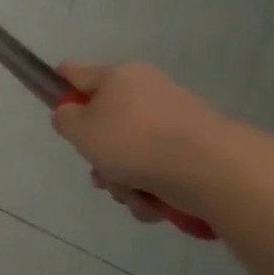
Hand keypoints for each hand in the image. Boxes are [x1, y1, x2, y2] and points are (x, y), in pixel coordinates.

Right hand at [50, 62, 236, 223]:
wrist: (214, 170)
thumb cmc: (134, 142)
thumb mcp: (79, 129)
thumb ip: (64, 118)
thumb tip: (73, 114)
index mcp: (118, 76)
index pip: (74, 72)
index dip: (60, 90)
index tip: (59, 115)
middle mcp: (148, 90)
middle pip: (106, 121)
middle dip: (99, 153)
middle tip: (99, 174)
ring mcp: (176, 118)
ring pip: (132, 150)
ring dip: (124, 177)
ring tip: (132, 195)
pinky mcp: (199, 146)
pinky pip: (161, 166)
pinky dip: (152, 186)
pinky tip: (154, 202)